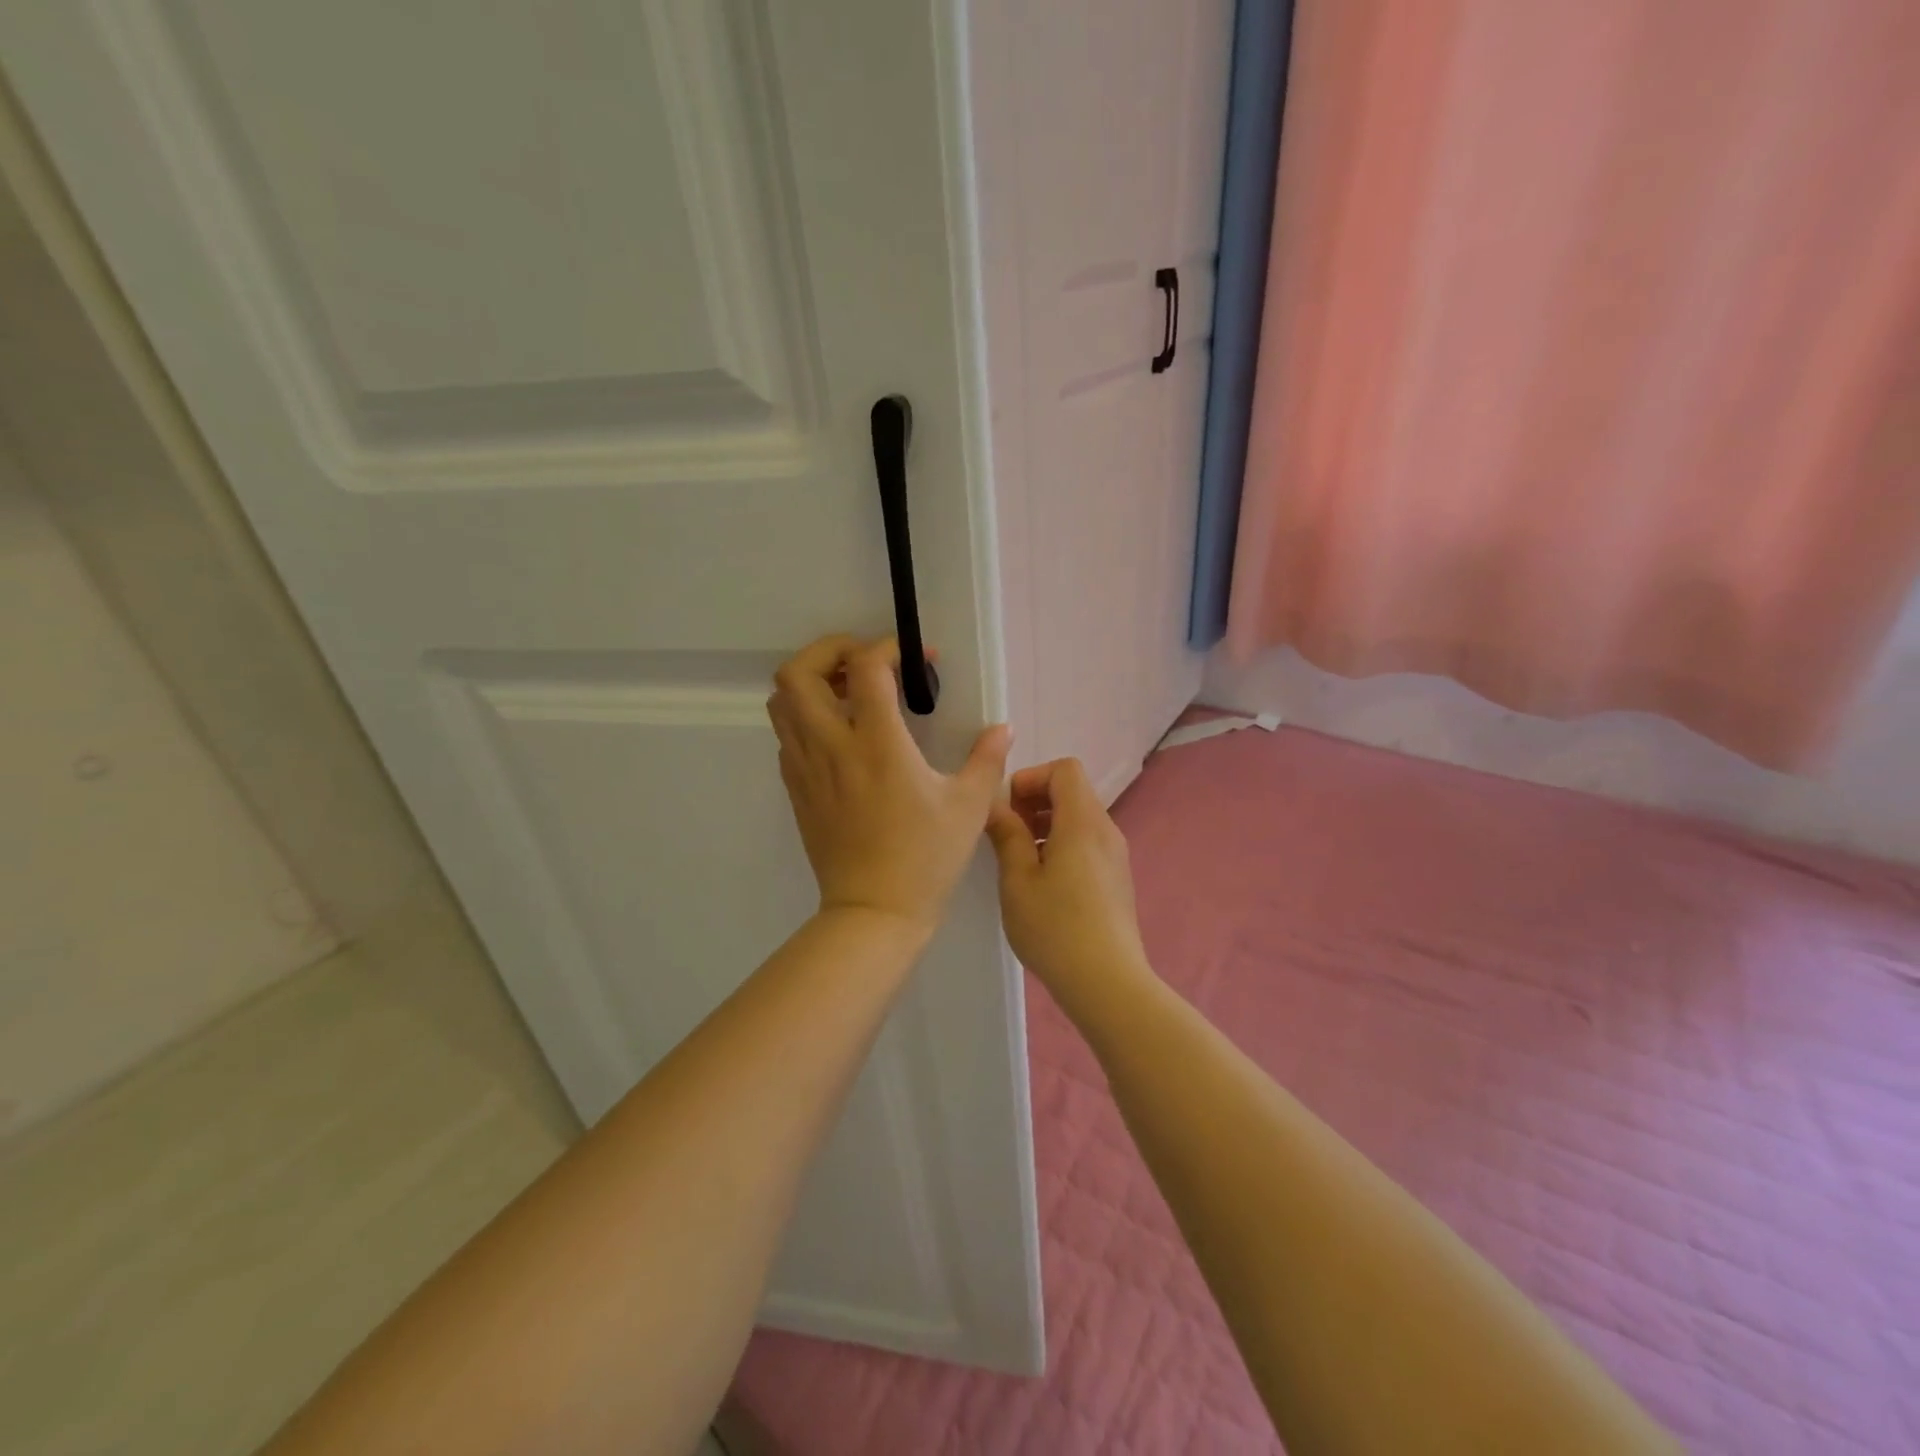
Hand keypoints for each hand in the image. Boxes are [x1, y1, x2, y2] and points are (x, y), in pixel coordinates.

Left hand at [767, 634, 1010, 933]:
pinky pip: (786, 736)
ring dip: (810, 683)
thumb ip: (987, 759)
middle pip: (798, 672)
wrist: (874, 912)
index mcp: (877, 744)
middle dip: (827, 650)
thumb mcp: (969, 807)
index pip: (864, 667)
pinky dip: (805, 718)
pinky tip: (839, 735)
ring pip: (781, 702)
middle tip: (862, 660)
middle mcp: (832, 746)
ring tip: (847, 691)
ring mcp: (806, 768)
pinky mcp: (797, 790)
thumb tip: (1003, 728)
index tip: (918, 658)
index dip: (889, 647)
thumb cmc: (926, 858)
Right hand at [985, 758, 1153, 1009]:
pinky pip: (1088, 843)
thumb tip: (995, 806)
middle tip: (1007, 832)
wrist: (1108, 983)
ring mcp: (1116, 856)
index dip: (1032, 777)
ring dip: (1047, 824)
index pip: (1065, 769)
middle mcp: (1106, 830)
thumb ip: (1007, 835)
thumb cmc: (1056, 928)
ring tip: (1019, 859)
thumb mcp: (1018, 880)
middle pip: (1073, 791)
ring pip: (1080, 819)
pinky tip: (1042, 883)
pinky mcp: (1117, 880)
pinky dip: (1063, 845)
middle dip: (1036, 800)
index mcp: (1083, 822)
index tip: (1007, 808)